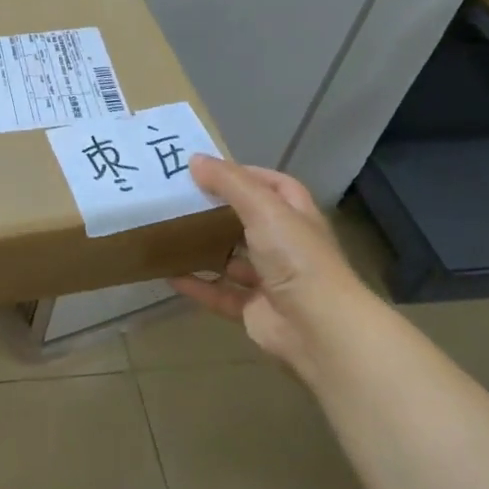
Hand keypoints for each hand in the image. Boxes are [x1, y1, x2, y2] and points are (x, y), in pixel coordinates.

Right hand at [170, 154, 367, 382]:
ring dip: (207, 250)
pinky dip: (198, 286)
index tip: (210, 171)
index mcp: (296, 217)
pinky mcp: (255, 310)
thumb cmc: (295, 256)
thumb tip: (195, 160)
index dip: (248, 175)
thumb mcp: (262, 207)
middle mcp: (287, 246)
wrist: (318, 329)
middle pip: (250, 222)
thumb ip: (229, 182)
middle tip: (181, 200)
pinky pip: (221, 294)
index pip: (275, 186)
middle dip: (219, 212)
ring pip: (234, 259)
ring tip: (172, 234)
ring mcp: (272, 280)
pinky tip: (170, 276)